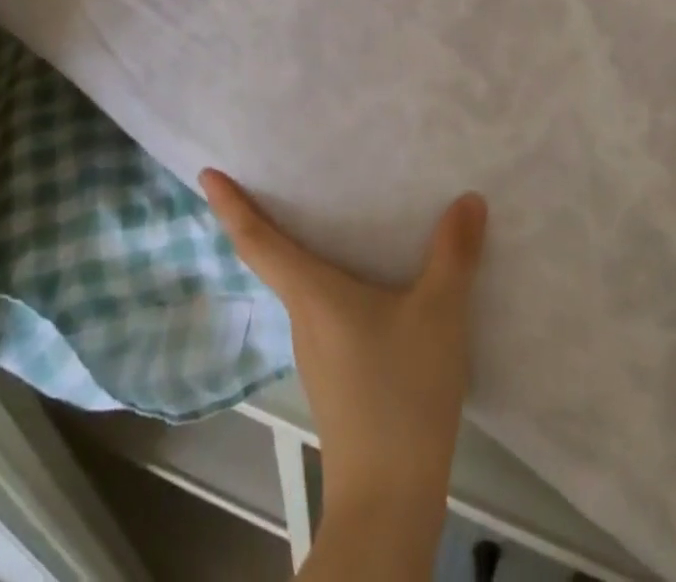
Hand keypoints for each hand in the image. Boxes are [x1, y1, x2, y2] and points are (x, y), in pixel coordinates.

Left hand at [200, 170, 486, 522]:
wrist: (390, 501)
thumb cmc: (401, 393)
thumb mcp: (438, 313)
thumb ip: (453, 254)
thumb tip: (468, 199)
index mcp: (312, 294)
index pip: (256, 241)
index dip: (230, 205)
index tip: (207, 176)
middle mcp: (304, 318)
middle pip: (275, 260)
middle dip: (268, 218)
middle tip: (278, 175)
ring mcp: (317, 352)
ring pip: (303, 287)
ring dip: (305, 249)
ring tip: (332, 215)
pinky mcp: (335, 376)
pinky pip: (325, 310)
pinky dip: (332, 281)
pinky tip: (370, 281)